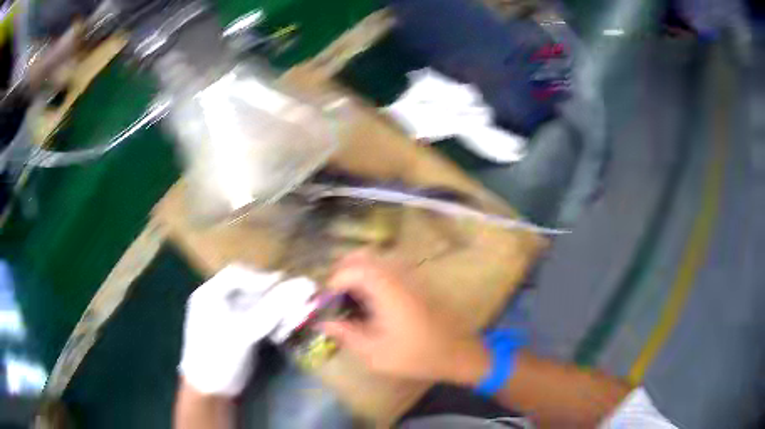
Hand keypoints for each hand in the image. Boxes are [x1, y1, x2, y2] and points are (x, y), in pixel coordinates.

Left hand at [179, 264, 315, 395]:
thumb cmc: (219, 355)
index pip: (237, 275)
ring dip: (283, 311)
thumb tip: (306, 284)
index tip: (284, 286)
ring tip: (302, 317)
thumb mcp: (243, 331)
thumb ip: (272, 309)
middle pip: (253, 291)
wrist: (212, 391)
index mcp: (210, 294)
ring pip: (262, 307)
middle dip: (278, 297)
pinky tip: (289, 329)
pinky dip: (278, 324)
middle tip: (302, 302)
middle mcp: (221, 302)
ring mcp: (233, 320)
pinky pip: (264, 322)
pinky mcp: (244, 334)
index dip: (261, 277)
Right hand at [321, 251, 489, 385]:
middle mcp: (398, 274)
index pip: (351, 270)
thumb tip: (324, 323)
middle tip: (335, 296)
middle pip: (363, 255)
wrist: (456, 352)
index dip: (333, 284)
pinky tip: (371, 298)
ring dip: (357, 270)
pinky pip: (388, 265)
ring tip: (349, 297)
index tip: (326, 303)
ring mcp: (410, 274)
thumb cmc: (416, 355)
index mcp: (386, 289)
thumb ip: (346, 335)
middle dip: (342, 271)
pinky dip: (372, 274)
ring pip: (376, 258)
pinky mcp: (416, 280)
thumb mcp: (375, 353)